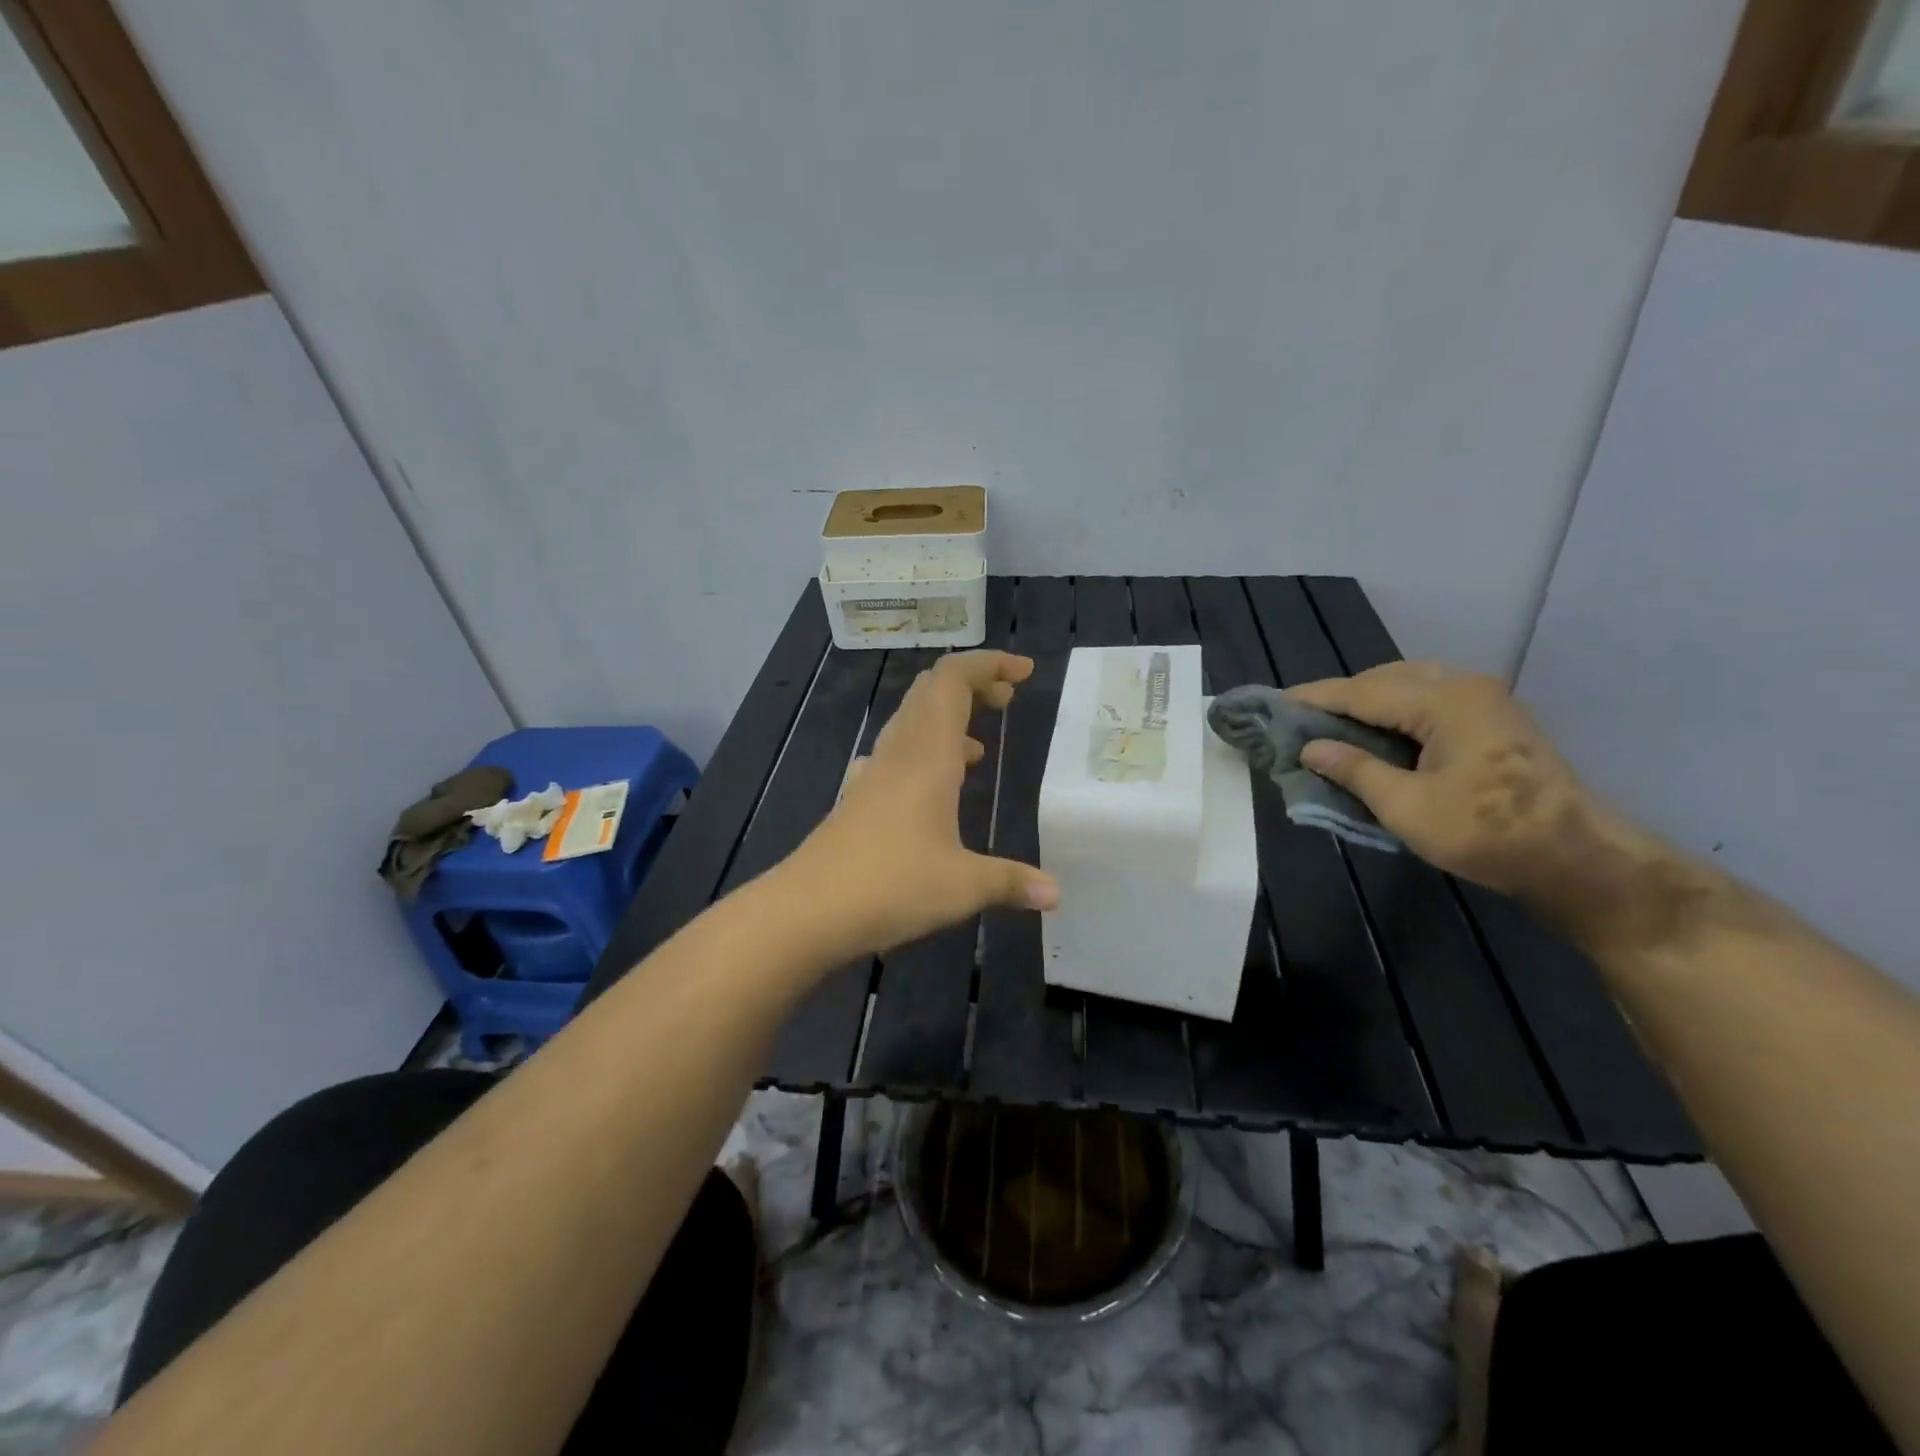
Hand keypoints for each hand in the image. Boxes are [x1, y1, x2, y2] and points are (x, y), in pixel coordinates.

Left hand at [780, 651, 1059, 960]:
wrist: (807, 910)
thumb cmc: (891, 885)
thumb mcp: (963, 886)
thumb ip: (1010, 882)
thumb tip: (1055, 895)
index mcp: (927, 755)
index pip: (954, 680)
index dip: (989, 665)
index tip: (1024, 672)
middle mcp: (899, 753)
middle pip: (931, 691)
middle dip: (972, 686)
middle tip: (1007, 700)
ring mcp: (874, 774)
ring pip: (911, 721)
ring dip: (948, 718)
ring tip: (981, 747)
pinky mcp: (859, 798)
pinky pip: (895, 755)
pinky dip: (923, 752)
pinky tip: (935, 787)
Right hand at [1285, 663, 1621, 903]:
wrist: (1577, 859)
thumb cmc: (1487, 833)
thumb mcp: (1407, 807)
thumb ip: (1355, 770)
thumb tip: (1311, 748)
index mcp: (1445, 702)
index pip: (1363, 692)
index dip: (1316, 698)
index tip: (1276, 702)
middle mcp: (1466, 687)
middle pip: (1387, 679)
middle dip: (1342, 696)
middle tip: (1303, 718)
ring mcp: (1487, 700)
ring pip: (1411, 685)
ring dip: (1370, 701)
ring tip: (1335, 724)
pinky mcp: (1496, 719)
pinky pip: (1431, 698)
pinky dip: (1397, 709)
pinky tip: (1380, 731)